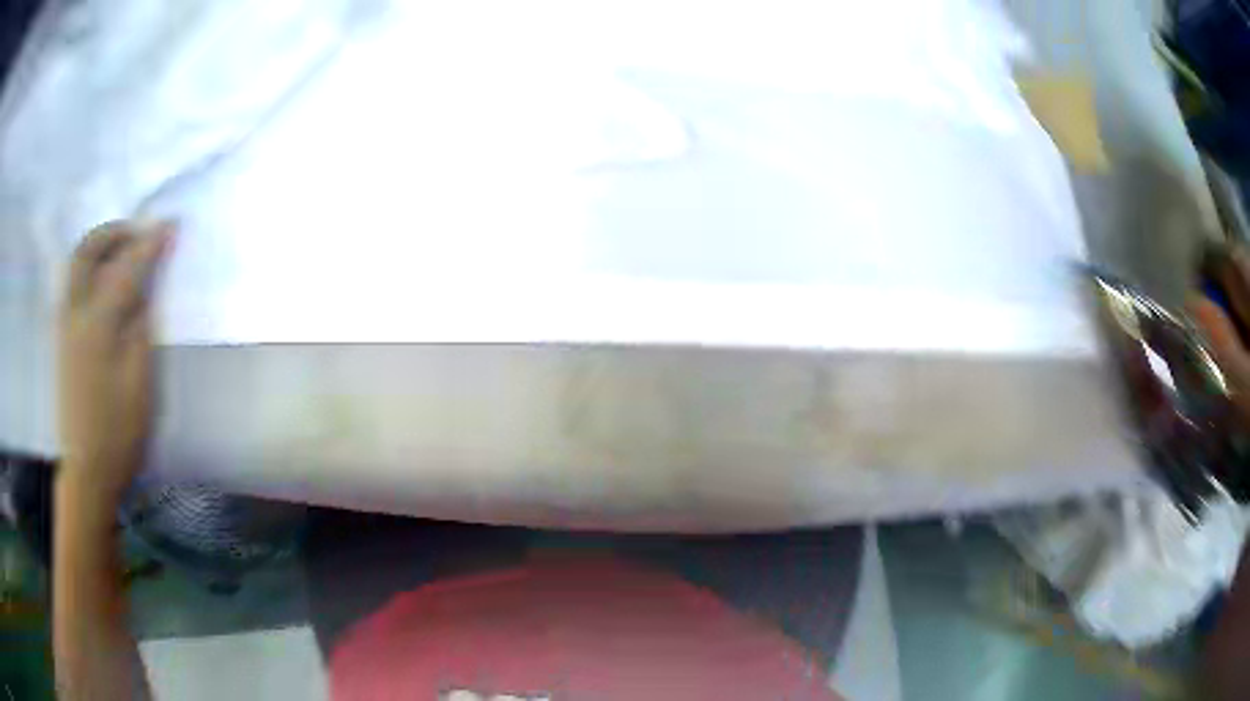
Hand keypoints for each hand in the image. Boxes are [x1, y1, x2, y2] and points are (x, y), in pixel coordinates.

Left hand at [58, 220, 173, 506]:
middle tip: (137, 233)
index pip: (127, 268)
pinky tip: (104, 281)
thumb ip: (141, 326)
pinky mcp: (61, 338)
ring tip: (122, 252)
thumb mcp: (140, 382)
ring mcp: (64, 325)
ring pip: (76, 264)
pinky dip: (89, 267)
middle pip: (87, 251)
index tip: (171, 225)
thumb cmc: (119, 432)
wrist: (88, 470)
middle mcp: (75, 313)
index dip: (150, 243)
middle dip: (113, 232)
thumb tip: (147, 285)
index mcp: (98, 324)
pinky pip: (72, 284)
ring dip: (99, 246)